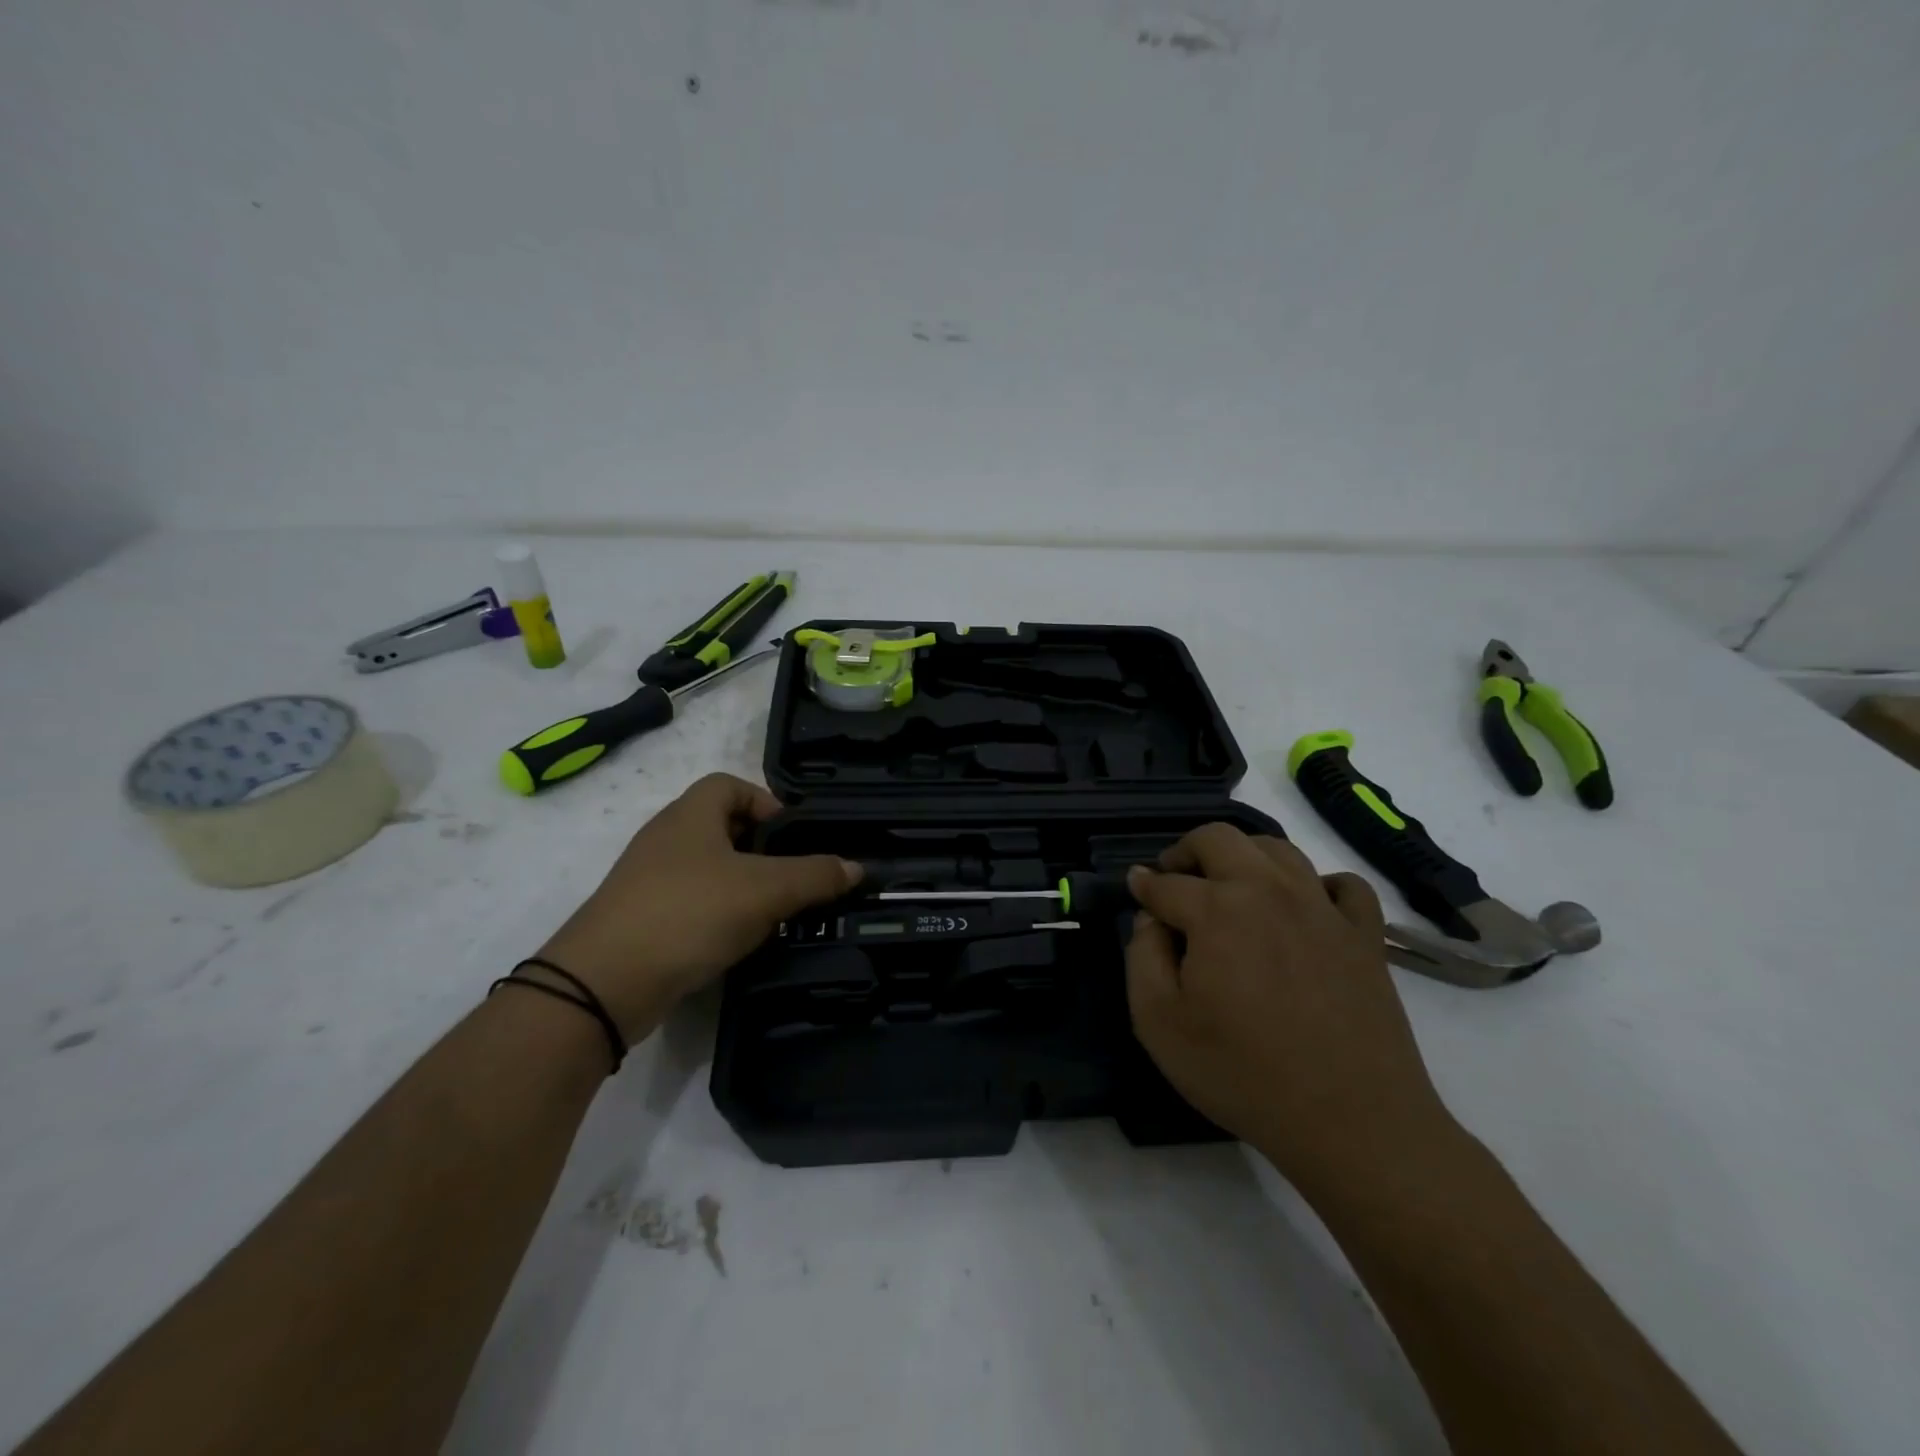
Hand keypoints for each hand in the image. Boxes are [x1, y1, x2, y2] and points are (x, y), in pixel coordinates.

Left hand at [535, 773, 860, 1039]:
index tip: (793, 838)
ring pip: (708, 869)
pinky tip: (737, 941)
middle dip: (761, 849)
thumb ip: (815, 875)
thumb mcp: (765, 890)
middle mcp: (665, 838)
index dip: (766, 802)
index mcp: (690, 815)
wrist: (604, 983)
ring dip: (742, 885)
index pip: (730, 785)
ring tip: (773, 914)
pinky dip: (717, 915)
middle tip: (792, 878)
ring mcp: (648, 880)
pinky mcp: (640, 919)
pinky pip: (690, 903)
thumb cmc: (689, 913)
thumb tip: (856, 867)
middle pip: (721, 827)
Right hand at [1124, 824, 1454, 1189]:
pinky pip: (1344, 885)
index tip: (1135, 888)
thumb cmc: (1243, 1074)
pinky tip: (1305, 907)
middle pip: (1220, 838)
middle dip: (1186, 850)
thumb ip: (1142, 957)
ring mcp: (1322, 907)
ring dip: (1243, 855)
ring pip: (1278, 849)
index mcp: (1216, 909)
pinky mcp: (1364, 934)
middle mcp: (1269, 890)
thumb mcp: (1159, 1023)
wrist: (1352, 1122)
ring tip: (1230, 885)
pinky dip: (1318, 884)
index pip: (1166, 883)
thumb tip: (1152, 919)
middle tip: (1174, 876)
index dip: (1144, 885)